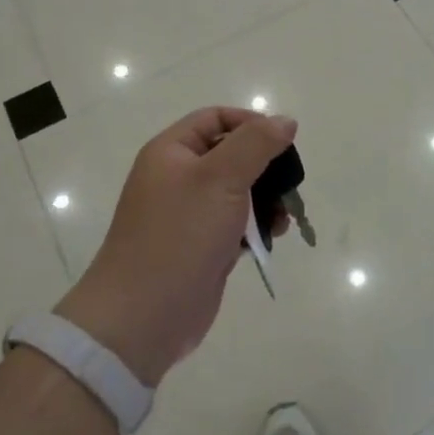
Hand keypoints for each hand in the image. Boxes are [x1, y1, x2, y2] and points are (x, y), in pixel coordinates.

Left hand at [56, 107, 296, 386]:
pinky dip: (257, 226)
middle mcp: (177, 177)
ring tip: (284, 217)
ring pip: (238, 191)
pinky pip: (236, 224)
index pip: (215, 118)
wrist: (143, 316)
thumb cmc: (180, 235)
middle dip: (265, 166)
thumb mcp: (221, 178)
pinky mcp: (201, 246)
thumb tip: (285, 120)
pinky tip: (274, 236)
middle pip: (230, 154)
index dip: (250, 123)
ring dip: (266, 199)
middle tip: (290, 185)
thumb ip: (256, 144)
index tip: (282, 143)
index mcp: (171, 152)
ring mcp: (188, 214)